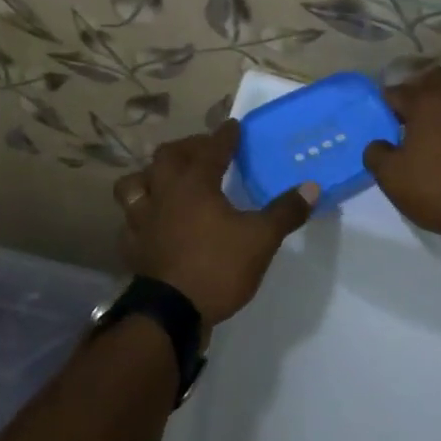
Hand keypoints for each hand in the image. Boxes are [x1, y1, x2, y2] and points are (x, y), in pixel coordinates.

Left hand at [113, 122, 316, 331]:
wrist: (171, 314)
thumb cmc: (218, 266)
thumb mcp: (261, 239)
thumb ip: (285, 211)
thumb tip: (310, 187)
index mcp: (195, 183)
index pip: (212, 149)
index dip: (224, 136)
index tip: (233, 126)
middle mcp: (164, 192)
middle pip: (167, 156)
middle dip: (186, 148)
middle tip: (203, 151)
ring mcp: (142, 219)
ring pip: (134, 185)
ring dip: (149, 177)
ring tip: (165, 181)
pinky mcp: (132, 247)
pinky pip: (129, 222)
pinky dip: (139, 217)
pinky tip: (150, 224)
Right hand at [363, 67, 440, 233]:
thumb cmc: (433, 186)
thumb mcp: (389, 175)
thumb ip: (376, 153)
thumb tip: (379, 145)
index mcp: (426, 100)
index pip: (397, 92)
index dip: (388, 105)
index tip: (385, 119)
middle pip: (437, 78)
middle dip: (424, 91)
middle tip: (417, 116)